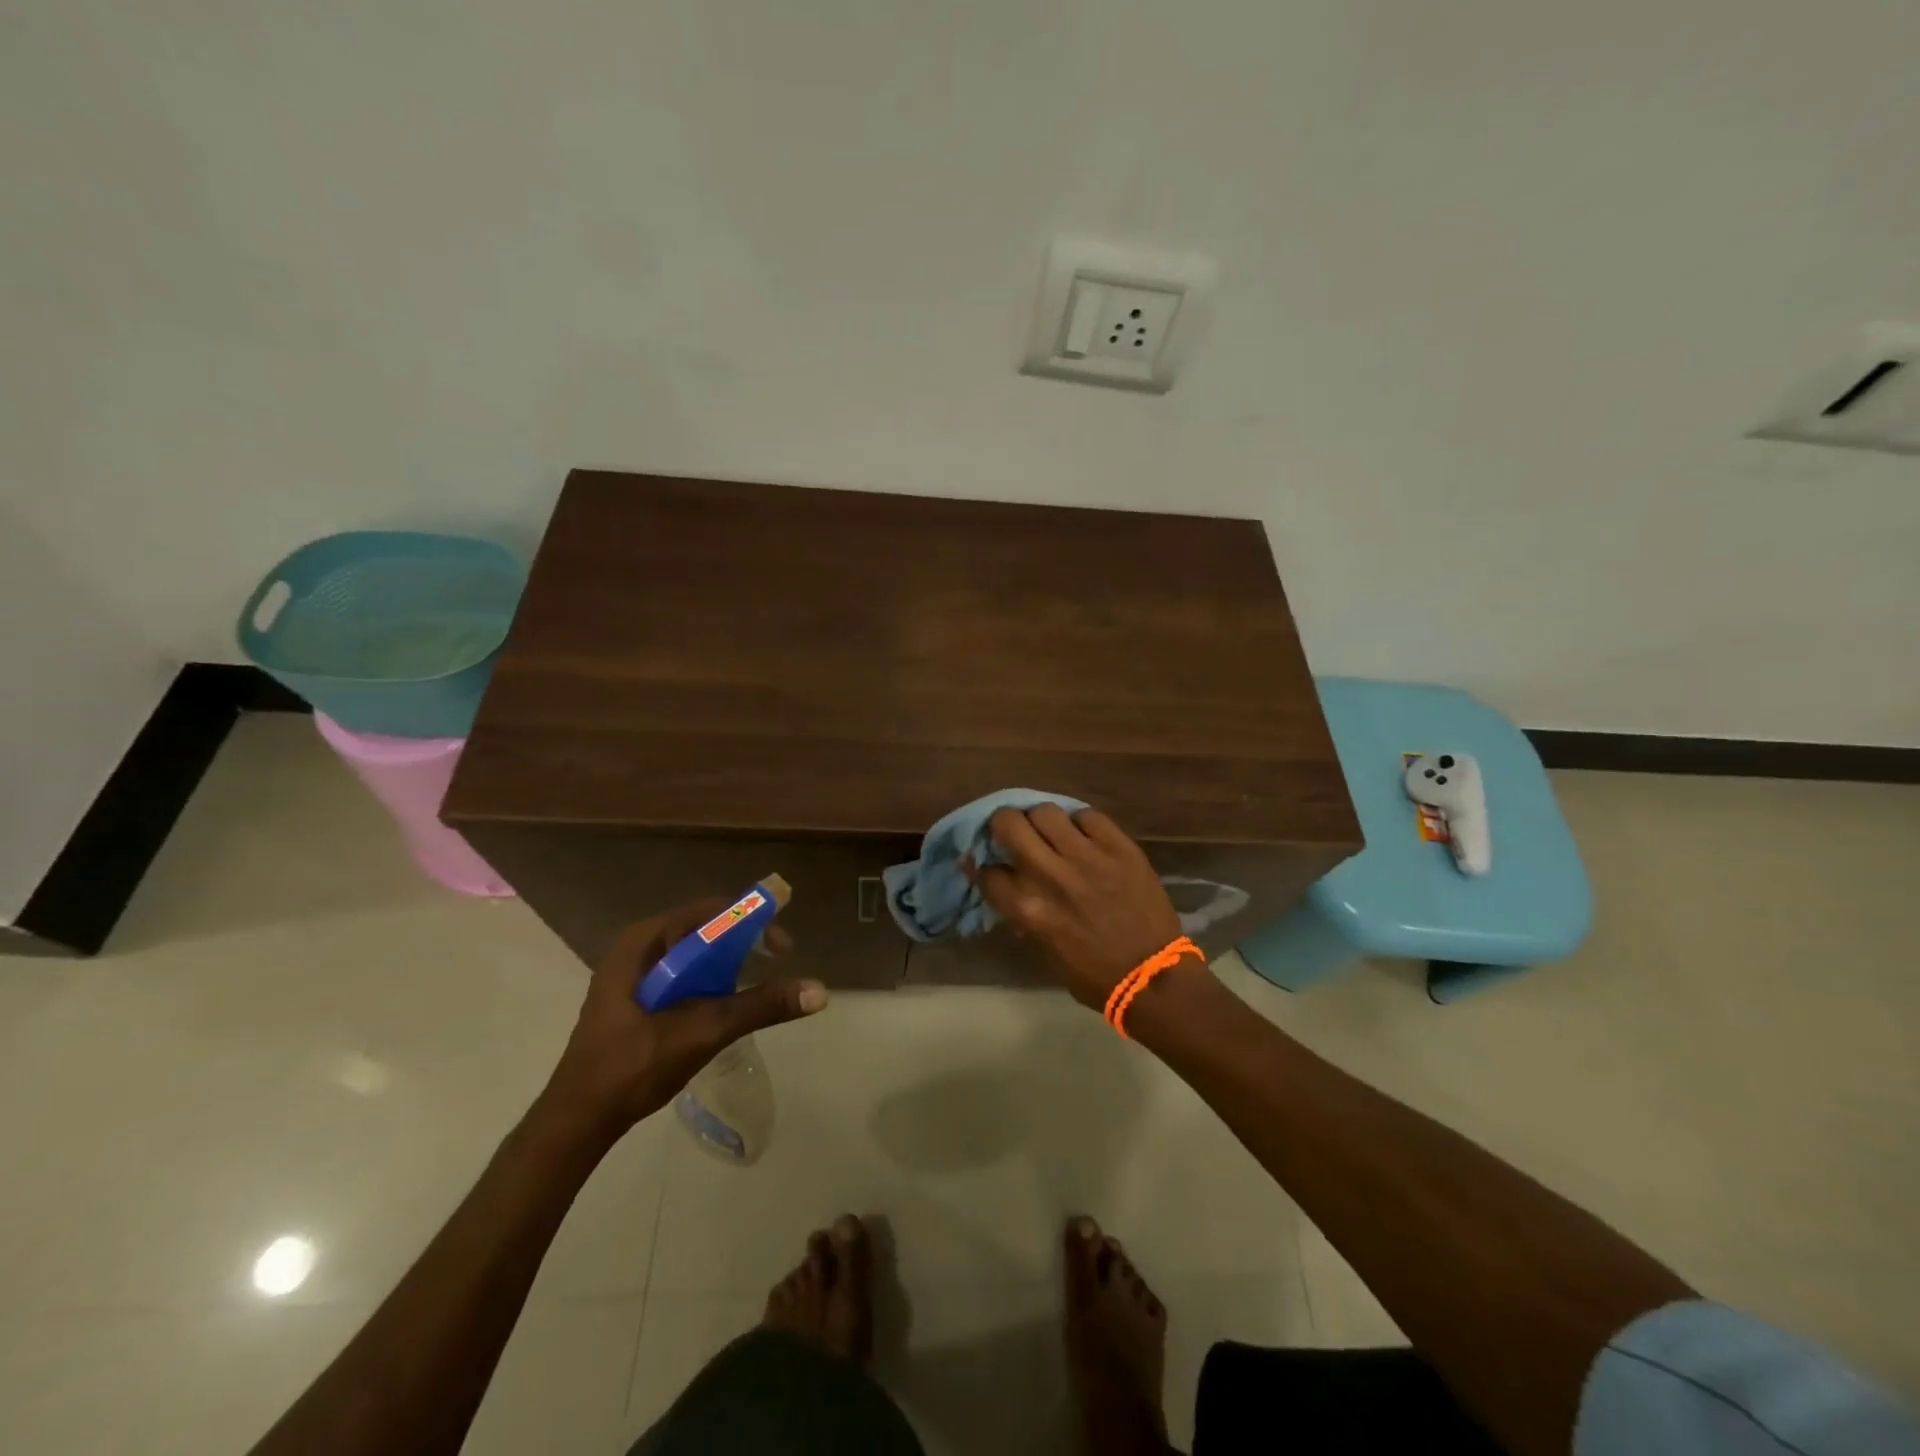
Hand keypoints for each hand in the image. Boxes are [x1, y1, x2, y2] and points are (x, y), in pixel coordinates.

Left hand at [540, 899, 826, 1142]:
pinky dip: (709, 985)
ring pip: (694, 956)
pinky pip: (683, 977)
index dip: (751, 922)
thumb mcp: (702, 1031)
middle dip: (742, 946)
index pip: (710, 912)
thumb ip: (759, 1006)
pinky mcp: (635, 1000)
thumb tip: (820, 990)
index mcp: (643, 942)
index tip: (782, 949)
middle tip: (773, 969)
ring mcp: (633, 976)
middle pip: (704, 931)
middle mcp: (638, 949)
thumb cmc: (633, 1066)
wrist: (577, 1121)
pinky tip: (724, 1009)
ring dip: (728, 967)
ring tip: (754, 990)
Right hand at [967, 806, 1185, 1011]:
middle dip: (1004, 825)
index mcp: (1028, 908)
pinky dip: (1080, 824)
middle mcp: (1050, 875)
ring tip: (1051, 832)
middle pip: (1008, 822)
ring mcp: (1087, 856)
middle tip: (1014, 833)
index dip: (985, 865)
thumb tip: (1001, 883)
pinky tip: (1085, 837)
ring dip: (1041, 821)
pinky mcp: (1119, 847)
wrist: (1153, 977)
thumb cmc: (1094, 974)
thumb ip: (1019, 912)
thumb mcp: (1044, 949)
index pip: (987, 870)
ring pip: (1046, 811)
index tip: (992, 863)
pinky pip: (1087, 816)